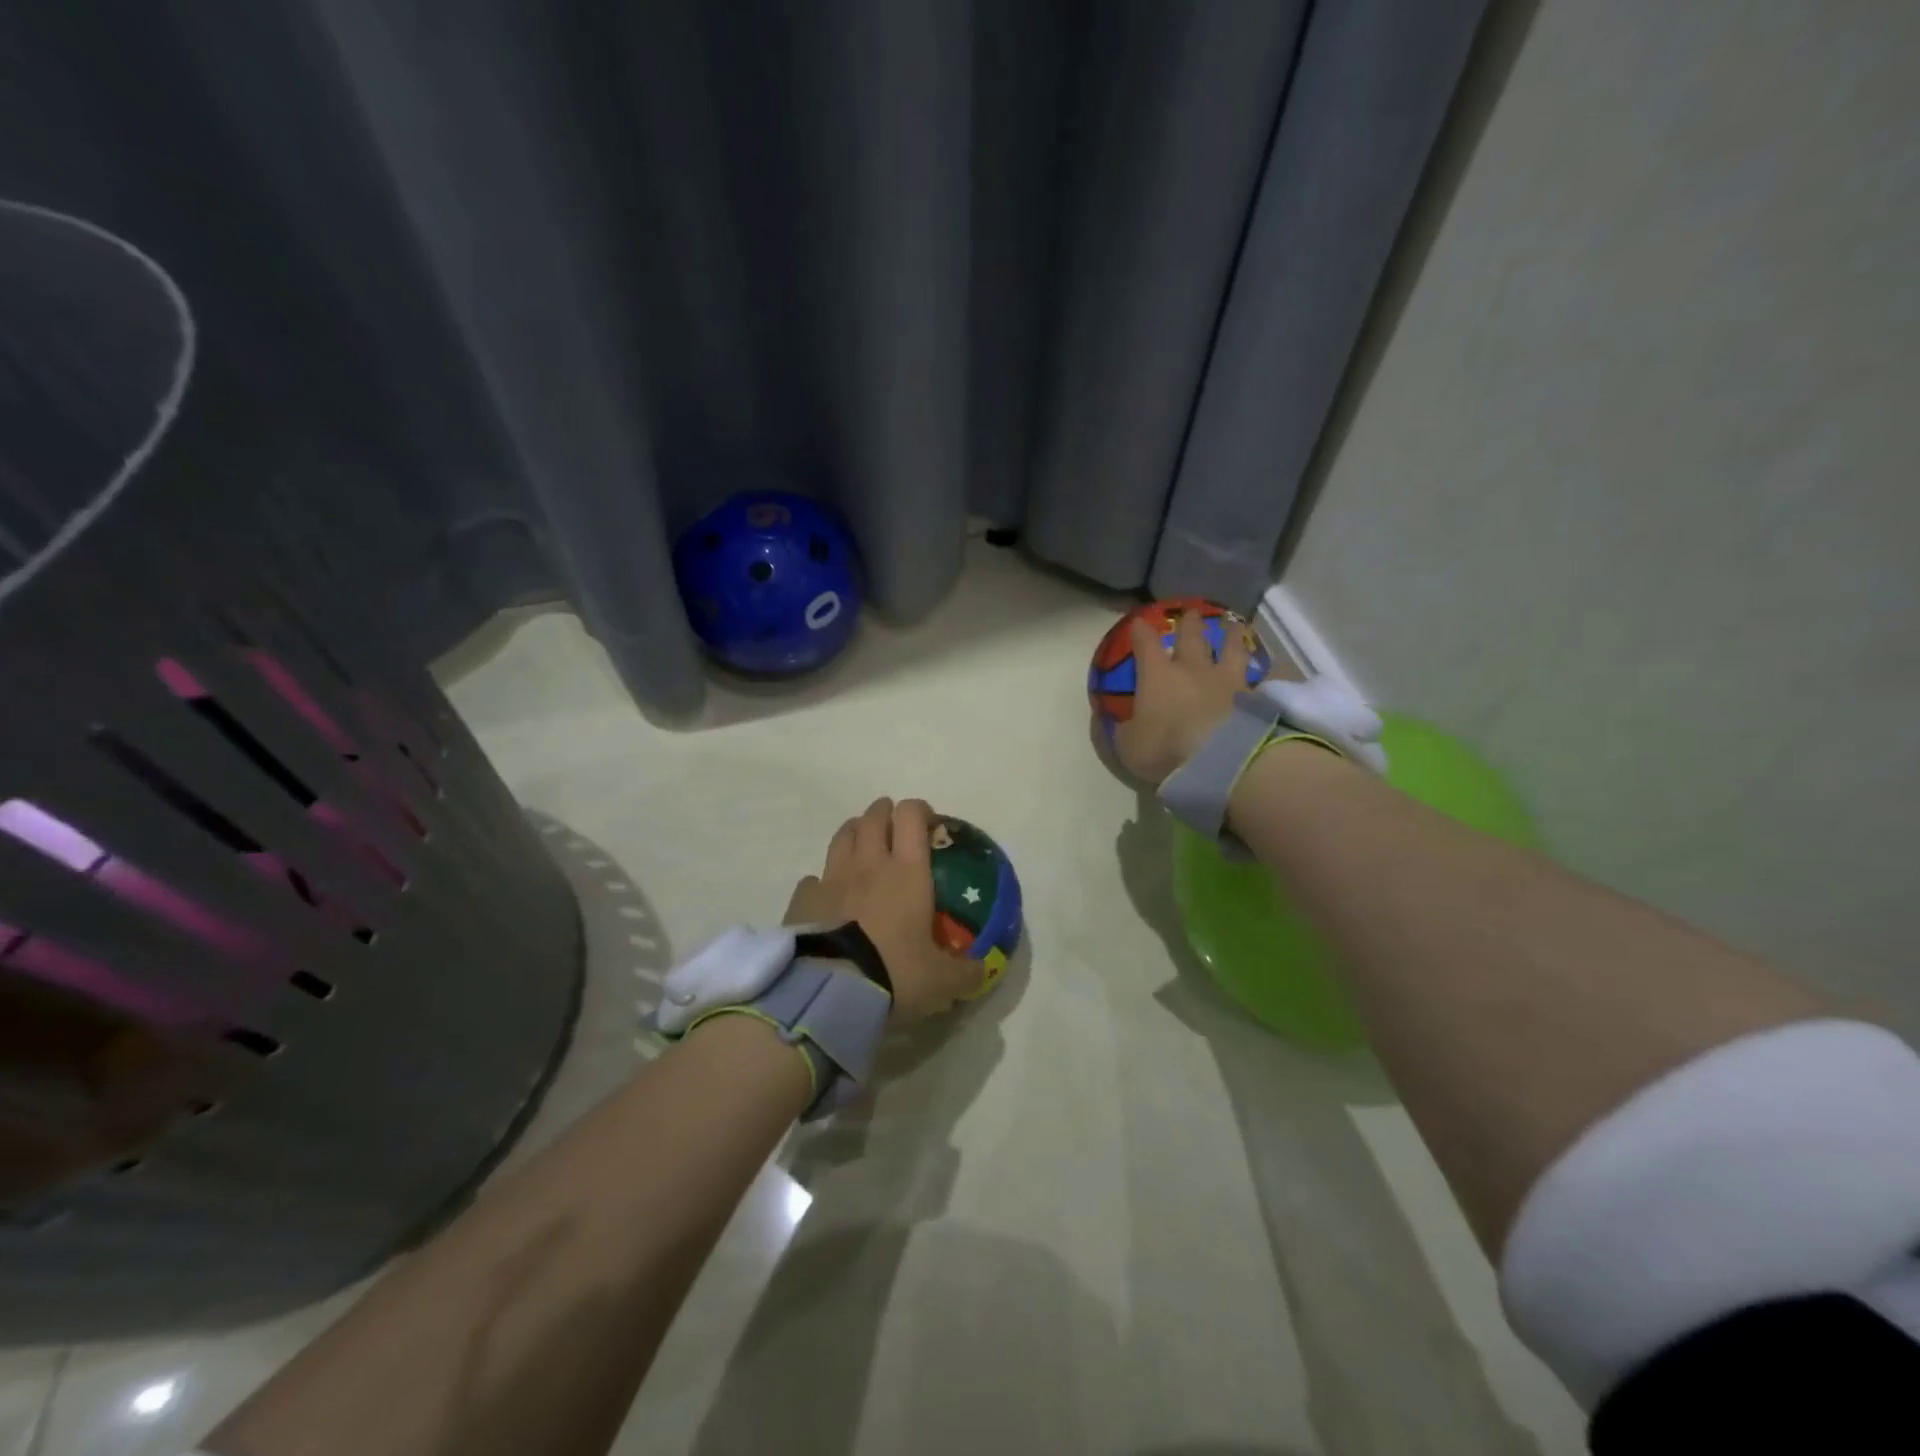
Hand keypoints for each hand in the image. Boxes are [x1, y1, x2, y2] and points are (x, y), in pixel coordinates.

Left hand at [784, 797, 983, 1022]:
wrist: (831, 991)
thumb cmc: (894, 974)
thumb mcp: (942, 981)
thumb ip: (965, 972)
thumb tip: (981, 970)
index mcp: (907, 872)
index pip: (911, 816)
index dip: (919, 811)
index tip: (928, 824)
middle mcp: (869, 864)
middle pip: (873, 818)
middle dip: (884, 813)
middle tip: (893, 826)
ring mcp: (832, 879)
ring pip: (842, 837)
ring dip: (854, 833)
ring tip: (861, 844)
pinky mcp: (803, 900)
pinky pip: (813, 879)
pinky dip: (822, 881)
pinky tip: (827, 895)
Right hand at [1113, 611, 1294, 784]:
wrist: (1219, 760)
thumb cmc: (1165, 748)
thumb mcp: (1128, 746)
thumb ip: (1123, 731)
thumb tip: (1117, 722)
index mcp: (1157, 676)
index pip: (1146, 645)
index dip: (1141, 632)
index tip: (1138, 622)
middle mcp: (1192, 669)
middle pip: (1191, 637)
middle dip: (1189, 623)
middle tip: (1191, 613)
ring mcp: (1227, 681)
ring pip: (1230, 649)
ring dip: (1231, 635)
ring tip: (1233, 624)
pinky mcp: (1253, 698)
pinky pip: (1258, 678)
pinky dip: (1263, 670)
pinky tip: (1270, 667)